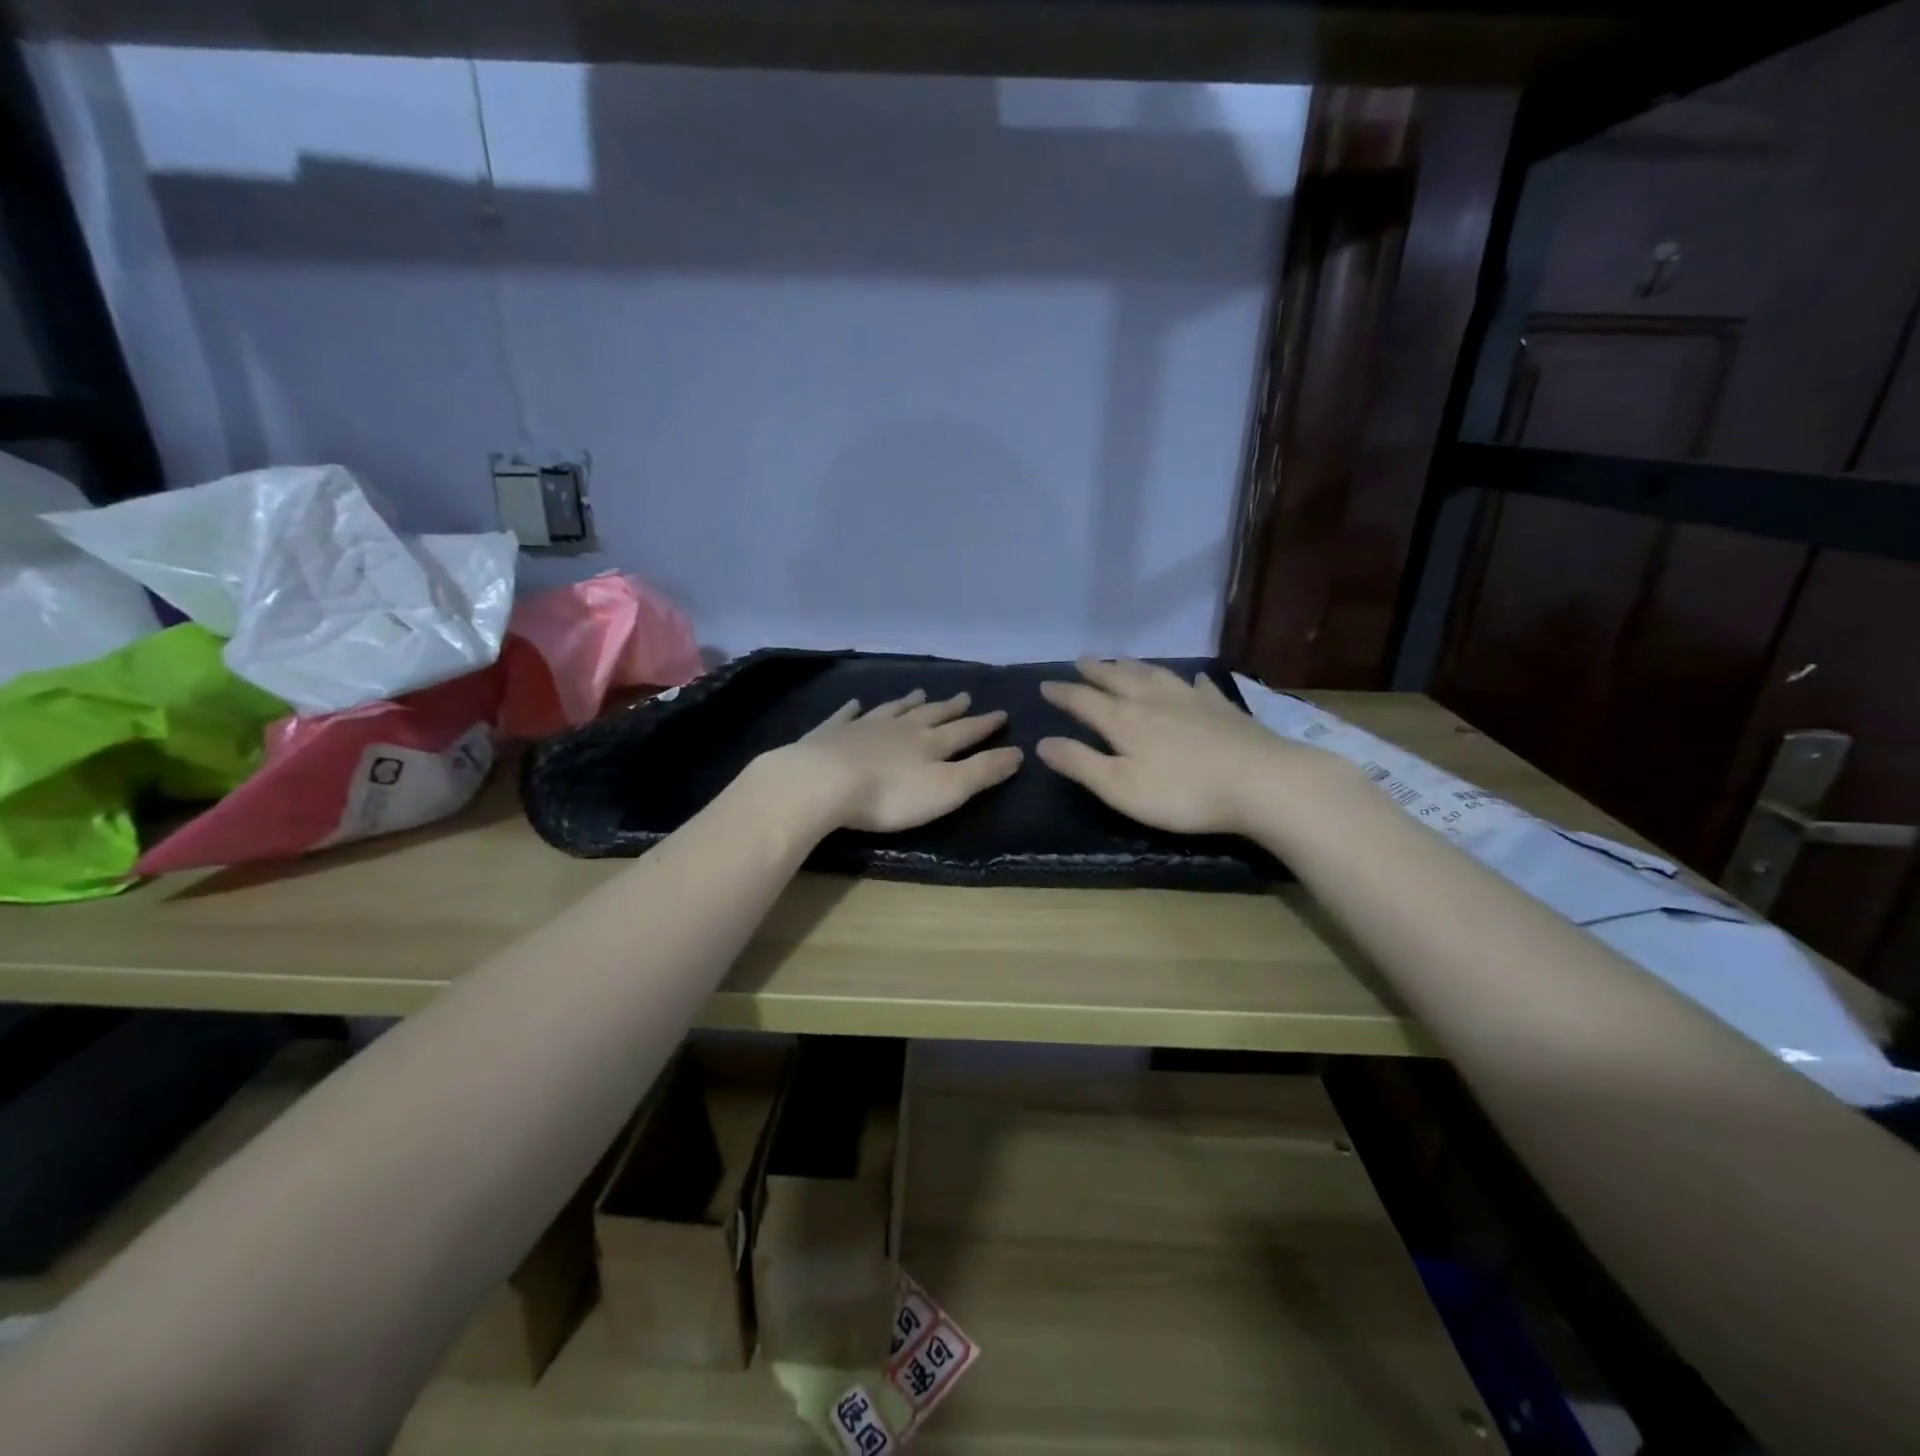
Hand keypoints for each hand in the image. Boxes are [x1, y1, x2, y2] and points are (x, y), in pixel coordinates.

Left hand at [761, 689, 1023, 833]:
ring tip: (919, 693)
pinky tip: (855, 704)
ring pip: (892, 710)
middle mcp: (900, 728)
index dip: (985, 725)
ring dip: (907, 703)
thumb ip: (983, 771)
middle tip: (965, 696)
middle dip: (950, 708)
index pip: (965, 732)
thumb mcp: (948, 789)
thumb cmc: (891, 795)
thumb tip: (1018, 752)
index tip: (1001, 713)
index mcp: (930, 744)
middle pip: (930, 715)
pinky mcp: (830, 735)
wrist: (823, 783)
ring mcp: (863, 727)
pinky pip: (846, 717)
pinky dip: (853, 710)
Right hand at [1037, 659, 1316, 836]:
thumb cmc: (1183, 792)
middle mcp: (1153, 701)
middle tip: (1081, 660)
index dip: (1062, 693)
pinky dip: (1190, 681)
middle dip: (1096, 670)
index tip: (1044, 684)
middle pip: (1118, 679)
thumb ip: (1080, 763)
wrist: (1262, 782)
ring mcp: (1192, 700)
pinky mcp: (1223, 709)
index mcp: (1124, 720)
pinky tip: (1193, 679)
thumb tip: (1042, 742)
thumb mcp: (1120, 787)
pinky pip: (1200, 687)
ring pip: (1155, 675)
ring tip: (1121, 660)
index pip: (1084, 700)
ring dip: (1134, 666)